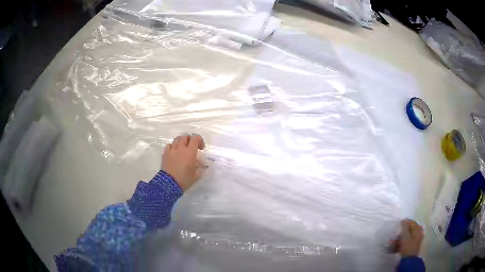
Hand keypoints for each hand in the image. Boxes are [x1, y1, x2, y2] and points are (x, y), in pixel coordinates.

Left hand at [162, 133, 205, 191]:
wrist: (169, 184)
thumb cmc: (184, 180)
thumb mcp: (196, 175)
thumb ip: (201, 168)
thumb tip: (203, 165)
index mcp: (190, 152)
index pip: (195, 138)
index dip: (199, 140)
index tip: (201, 148)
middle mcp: (181, 148)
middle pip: (185, 136)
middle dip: (190, 140)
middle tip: (192, 147)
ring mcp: (172, 150)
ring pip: (177, 139)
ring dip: (181, 142)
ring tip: (183, 149)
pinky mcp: (165, 154)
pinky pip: (169, 145)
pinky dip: (173, 146)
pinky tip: (174, 153)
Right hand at [390, 219, 423, 257]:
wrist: (409, 260)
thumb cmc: (407, 246)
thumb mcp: (405, 236)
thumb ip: (404, 226)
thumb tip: (404, 218)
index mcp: (418, 229)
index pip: (412, 222)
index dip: (405, 223)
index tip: (399, 226)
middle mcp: (418, 233)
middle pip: (409, 230)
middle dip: (401, 233)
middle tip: (395, 236)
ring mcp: (416, 240)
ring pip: (407, 237)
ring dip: (400, 239)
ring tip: (392, 243)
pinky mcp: (413, 246)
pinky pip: (407, 242)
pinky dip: (401, 244)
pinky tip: (396, 247)